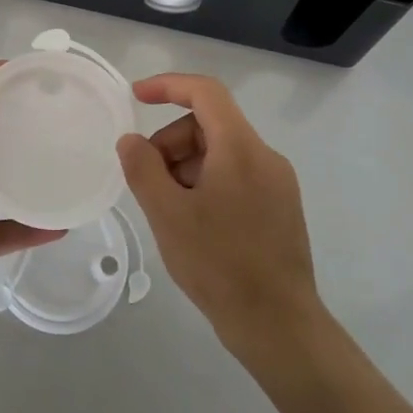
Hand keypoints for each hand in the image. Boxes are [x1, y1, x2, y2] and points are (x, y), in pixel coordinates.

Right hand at [117, 73, 323, 358]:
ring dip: (186, 167)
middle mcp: (265, 156)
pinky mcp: (280, 207)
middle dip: (171, 143)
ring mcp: (278, 183)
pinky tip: (193, 223)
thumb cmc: (220, 265)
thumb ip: (143, 169)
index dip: (168, 85)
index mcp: (241, 148)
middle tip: (148, 183)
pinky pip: (236, 176)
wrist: (280, 327)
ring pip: (221, 153)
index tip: (136, 96)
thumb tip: (131, 140)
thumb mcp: (168, 215)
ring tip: (170, 211)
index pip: (206, 92)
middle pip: (209, 125)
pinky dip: (206, 184)